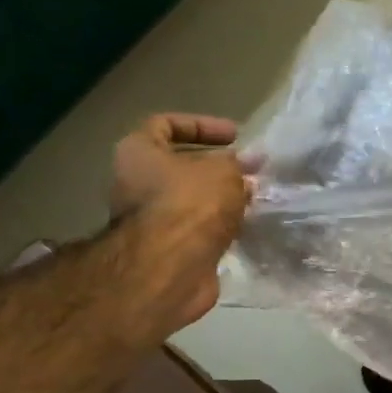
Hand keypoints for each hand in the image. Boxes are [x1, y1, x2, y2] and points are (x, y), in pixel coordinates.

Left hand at [108, 114, 251, 337]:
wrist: (171, 268)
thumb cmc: (190, 204)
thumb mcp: (223, 171)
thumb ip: (238, 164)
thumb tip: (251, 162)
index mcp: (138, 153)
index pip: (165, 124)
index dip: (202, 125)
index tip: (235, 136)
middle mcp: (136, 183)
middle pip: (181, 166)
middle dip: (219, 167)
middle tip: (251, 171)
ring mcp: (150, 219)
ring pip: (191, 199)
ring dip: (222, 198)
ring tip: (255, 197)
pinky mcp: (167, 249)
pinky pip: (197, 227)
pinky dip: (219, 224)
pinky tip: (246, 224)